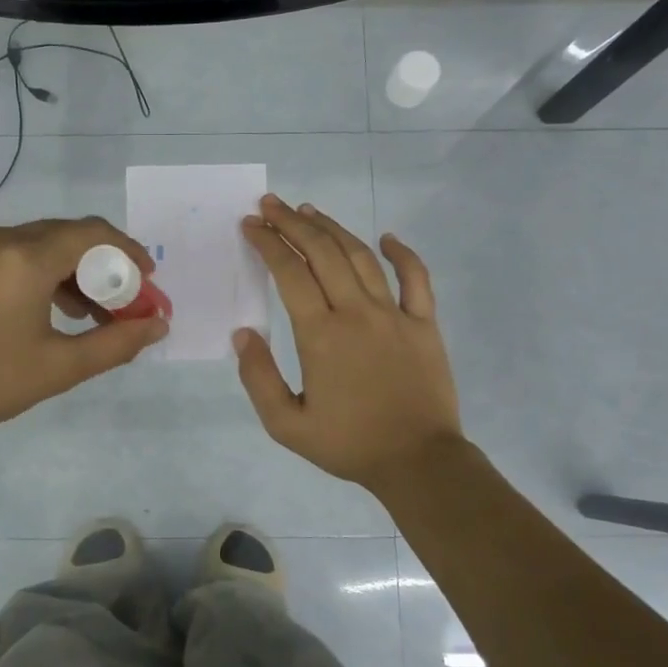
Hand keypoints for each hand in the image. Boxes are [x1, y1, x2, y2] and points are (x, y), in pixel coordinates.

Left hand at [0, 217, 168, 452]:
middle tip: (127, 304)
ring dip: (77, 271)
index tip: (149, 284)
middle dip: (106, 265)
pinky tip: (59, 311)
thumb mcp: (59, 368)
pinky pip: (20, 255)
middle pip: (70, 235)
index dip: (129, 253)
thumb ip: (116, 343)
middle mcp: (1, 239)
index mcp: (25, 258)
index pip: (93, 234)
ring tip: (97, 315)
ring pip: (45, 244)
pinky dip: (48, 274)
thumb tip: (158, 325)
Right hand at [234, 195, 463, 492]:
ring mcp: (395, 314)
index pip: (290, 273)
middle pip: (322, 253)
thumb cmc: (349, 444)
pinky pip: (416, 278)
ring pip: (361, 256)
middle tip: (271, 205)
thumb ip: (258, 378)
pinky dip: (402, 253)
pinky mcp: (424, 323)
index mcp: (321, 335)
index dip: (268, 244)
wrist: (418, 461)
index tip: (251, 225)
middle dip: (293, 223)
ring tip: (310, 211)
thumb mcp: (286, 425)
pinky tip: (386, 237)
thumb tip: (243, 333)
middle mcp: (357, 312)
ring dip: (333, 229)